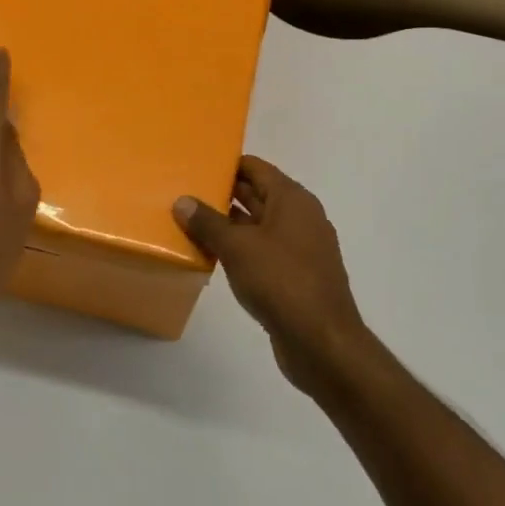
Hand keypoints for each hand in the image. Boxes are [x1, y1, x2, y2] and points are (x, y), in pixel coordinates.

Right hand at [175, 157, 368, 389]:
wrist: (322, 341)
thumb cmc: (281, 281)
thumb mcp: (237, 247)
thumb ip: (208, 222)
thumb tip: (182, 201)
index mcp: (292, 200)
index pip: (256, 168)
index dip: (227, 164)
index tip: (197, 164)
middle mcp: (300, 217)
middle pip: (257, 194)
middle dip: (223, 194)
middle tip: (185, 192)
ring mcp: (300, 248)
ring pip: (258, 225)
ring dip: (229, 225)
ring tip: (190, 222)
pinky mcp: (295, 276)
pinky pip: (262, 251)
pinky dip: (240, 249)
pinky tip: (213, 256)